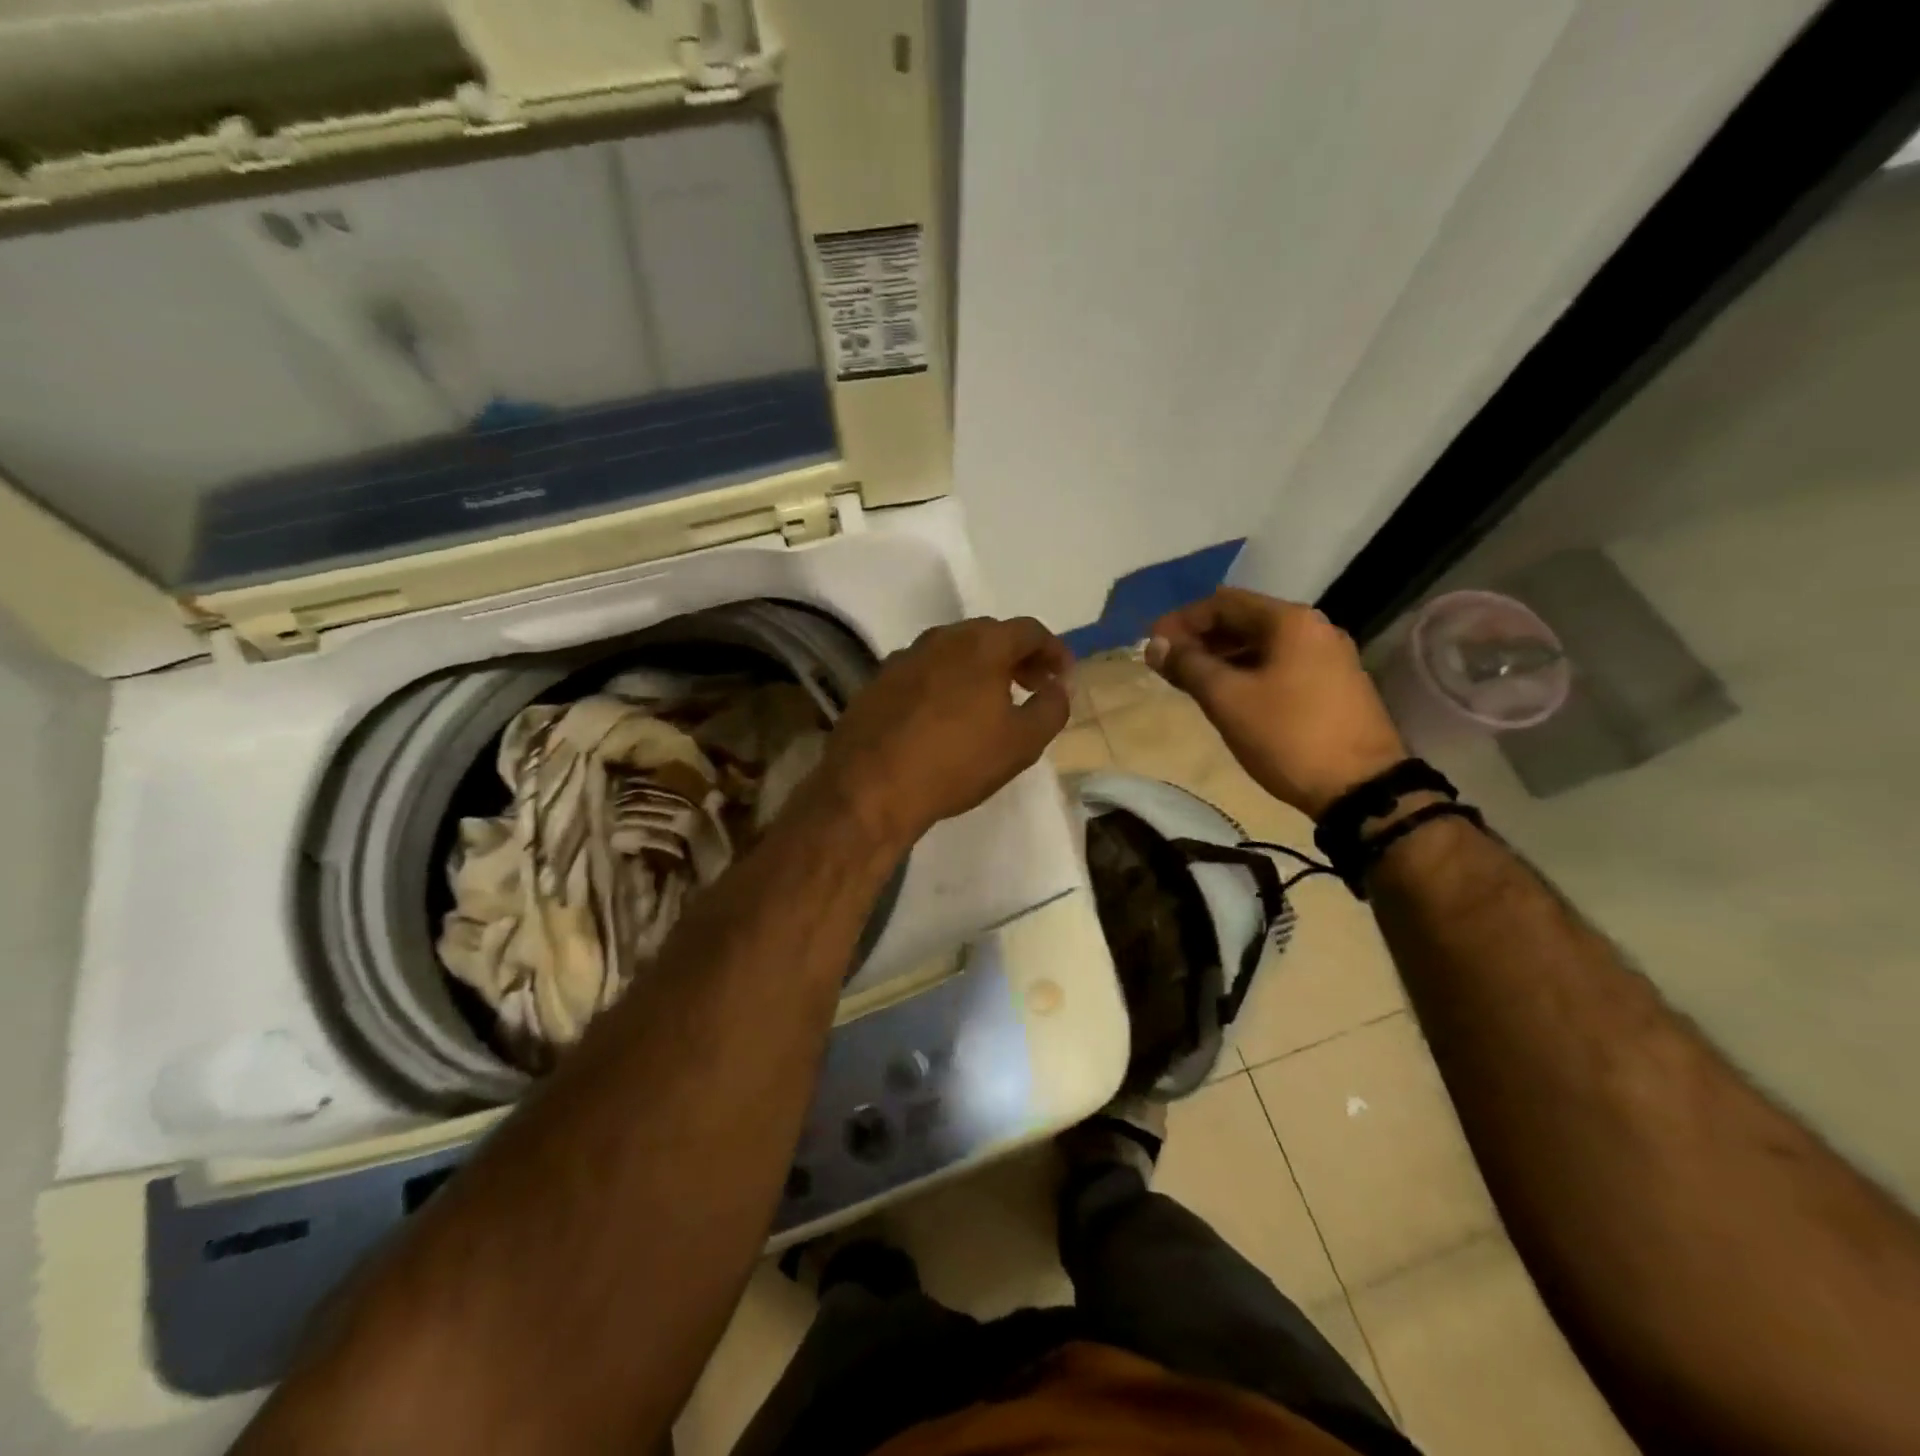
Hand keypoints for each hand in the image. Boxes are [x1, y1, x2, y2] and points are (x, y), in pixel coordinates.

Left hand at [818, 617, 1072, 847]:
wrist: (870, 786)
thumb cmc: (956, 762)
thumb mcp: (1021, 742)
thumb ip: (1051, 708)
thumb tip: (1059, 687)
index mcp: (981, 644)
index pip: (1029, 630)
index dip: (1053, 651)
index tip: (1063, 676)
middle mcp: (941, 638)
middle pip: (989, 635)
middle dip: (1017, 657)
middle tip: (1032, 686)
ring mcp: (904, 658)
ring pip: (953, 651)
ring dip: (979, 668)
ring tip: (990, 702)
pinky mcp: (878, 682)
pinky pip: (924, 672)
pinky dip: (945, 682)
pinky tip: (945, 715)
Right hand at [1147, 589, 1406, 819]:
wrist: (1361, 788)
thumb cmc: (1287, 736)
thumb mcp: (1227, 700)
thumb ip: (1188, 666)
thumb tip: (1155, 644)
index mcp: (1290, 621)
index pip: (1223, 603)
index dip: (1182, 620)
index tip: (1152, 644)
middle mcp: (1313, 629)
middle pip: (1244, 620)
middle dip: (1201, 639)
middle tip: (1167, 664)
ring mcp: (1328, 657)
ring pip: (1262, 645)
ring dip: (1222, 657)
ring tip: (1190, 682)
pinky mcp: (1334, 685)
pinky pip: (1279, 665)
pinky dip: (1247, 672)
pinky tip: (1227, 696)